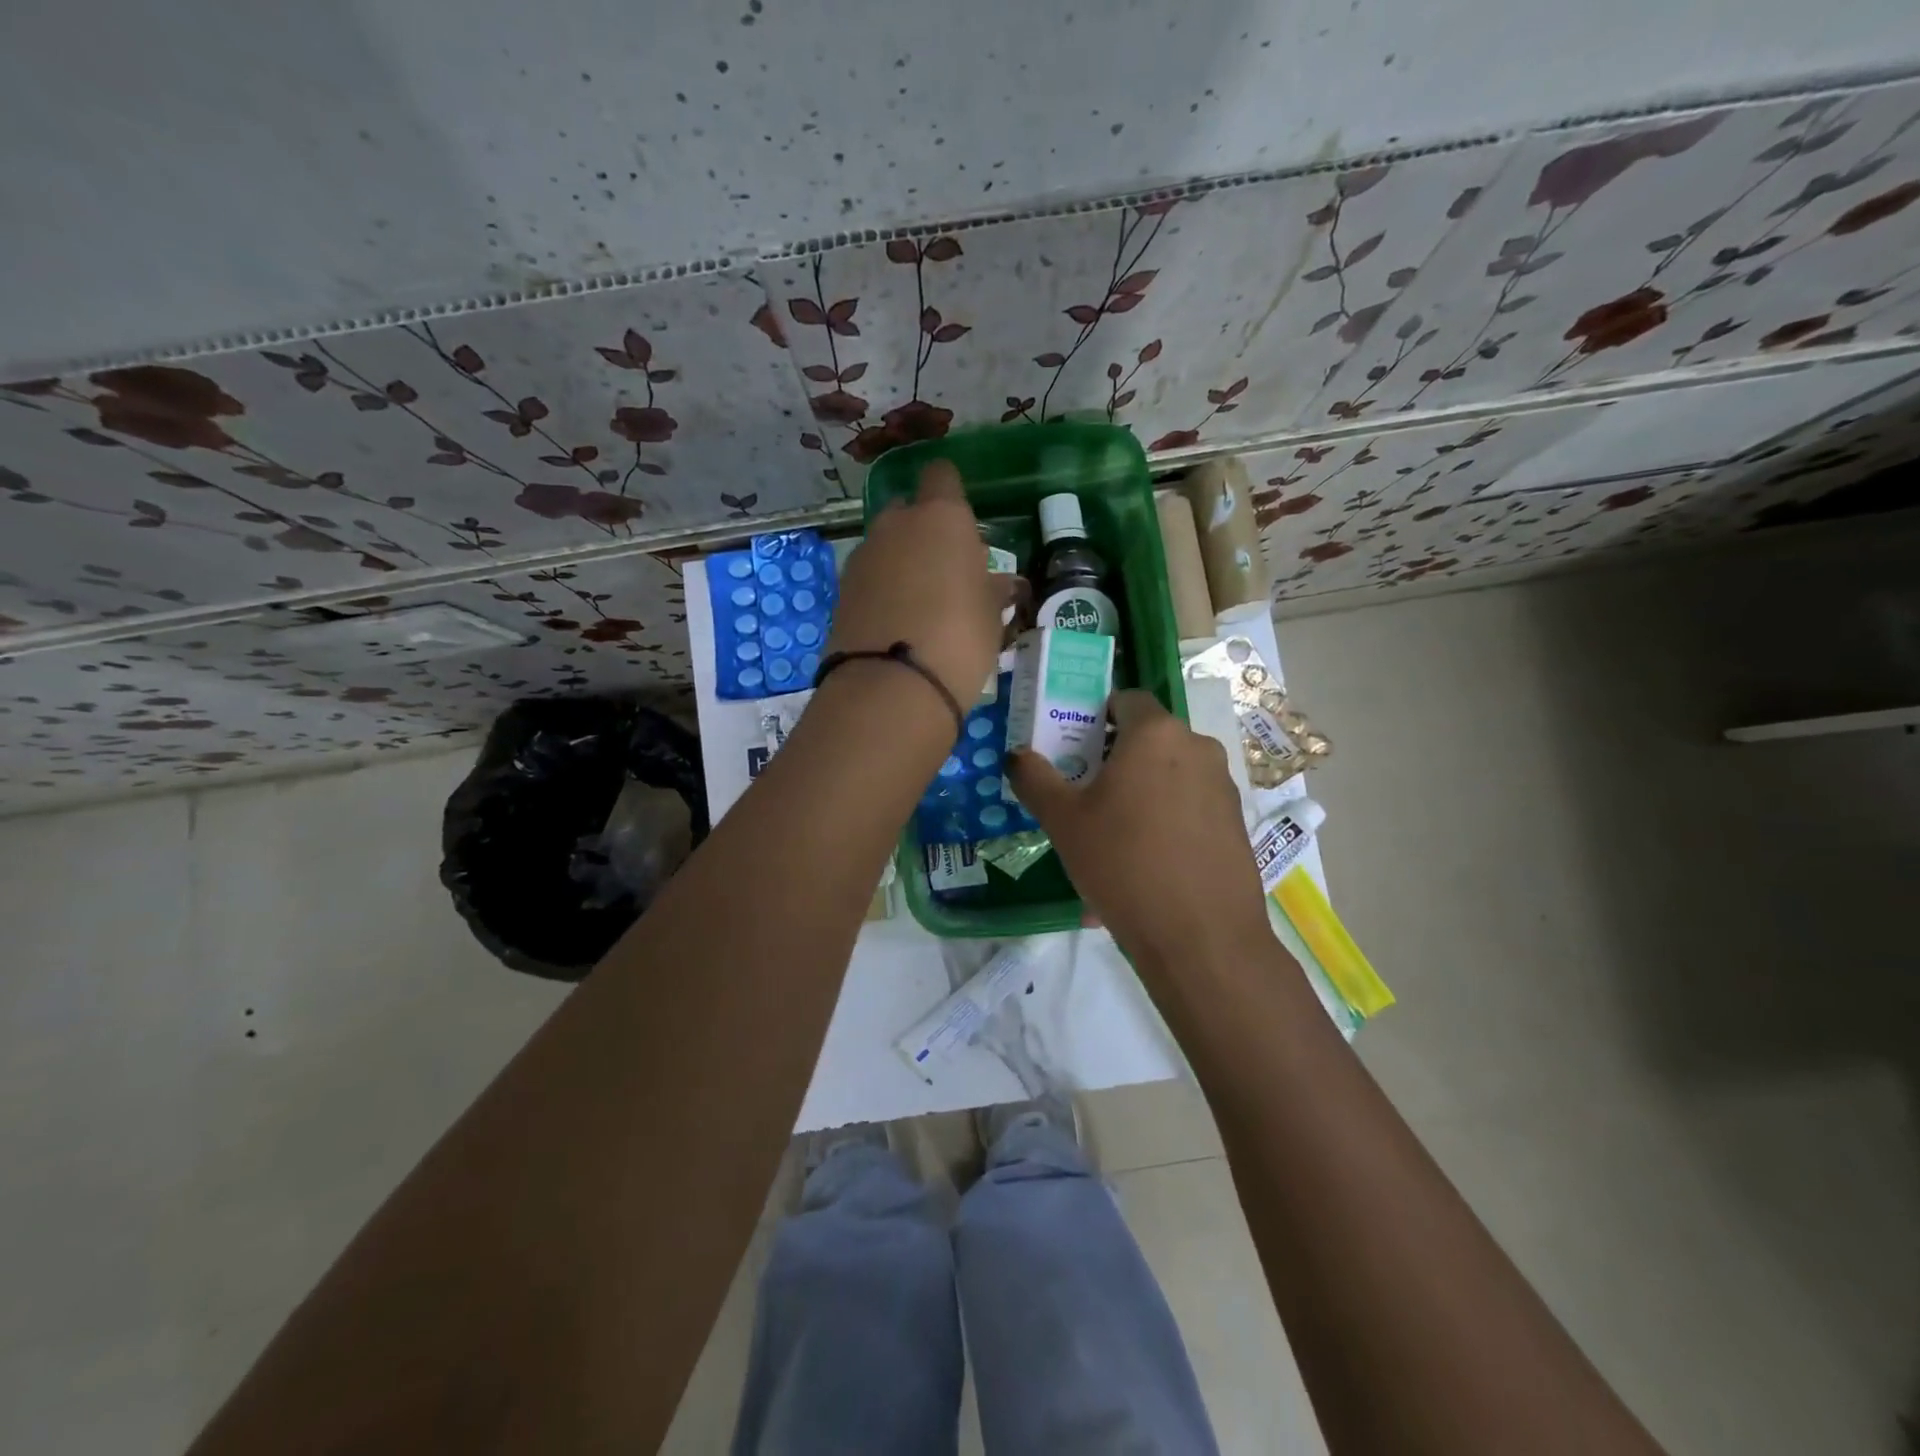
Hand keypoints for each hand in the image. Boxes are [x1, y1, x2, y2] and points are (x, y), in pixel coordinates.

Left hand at [826, 458, 1005, 706]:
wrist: (891, 685)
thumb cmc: (960, 638)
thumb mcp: (992, 616)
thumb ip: (993, 591)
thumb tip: (999, 583)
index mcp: (941, 517)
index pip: (941, 476)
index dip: (950, 493)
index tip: (963, 523)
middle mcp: (896, 525)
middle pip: (908, 511)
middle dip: (923, 532)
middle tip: (946, 571)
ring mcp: (863, 556)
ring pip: (886, 546)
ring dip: (901, 564)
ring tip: (923, 604)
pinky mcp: (841, 591)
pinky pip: (869, 578)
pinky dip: (882, 591)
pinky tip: (898, 623)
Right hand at [1009, 691, 1272, 978]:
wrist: (1201, 938)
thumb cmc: (1123, 863)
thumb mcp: (1063, 821)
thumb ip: (1034, 778)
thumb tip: (1016, 755)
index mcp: (1156, 734)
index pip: (1126, 699)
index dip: (1096, 716)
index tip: (1074, 748)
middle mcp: (1197, 748)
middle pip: (1148, 740)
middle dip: (1114, 761)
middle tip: (1084, 797)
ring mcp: (1223, 787)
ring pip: (1168, 778)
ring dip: (1139, 797)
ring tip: (1110, 843)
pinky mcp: (1236, 824)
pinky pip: (1190, 810)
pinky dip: (1164, 825)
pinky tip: (1143, 870)